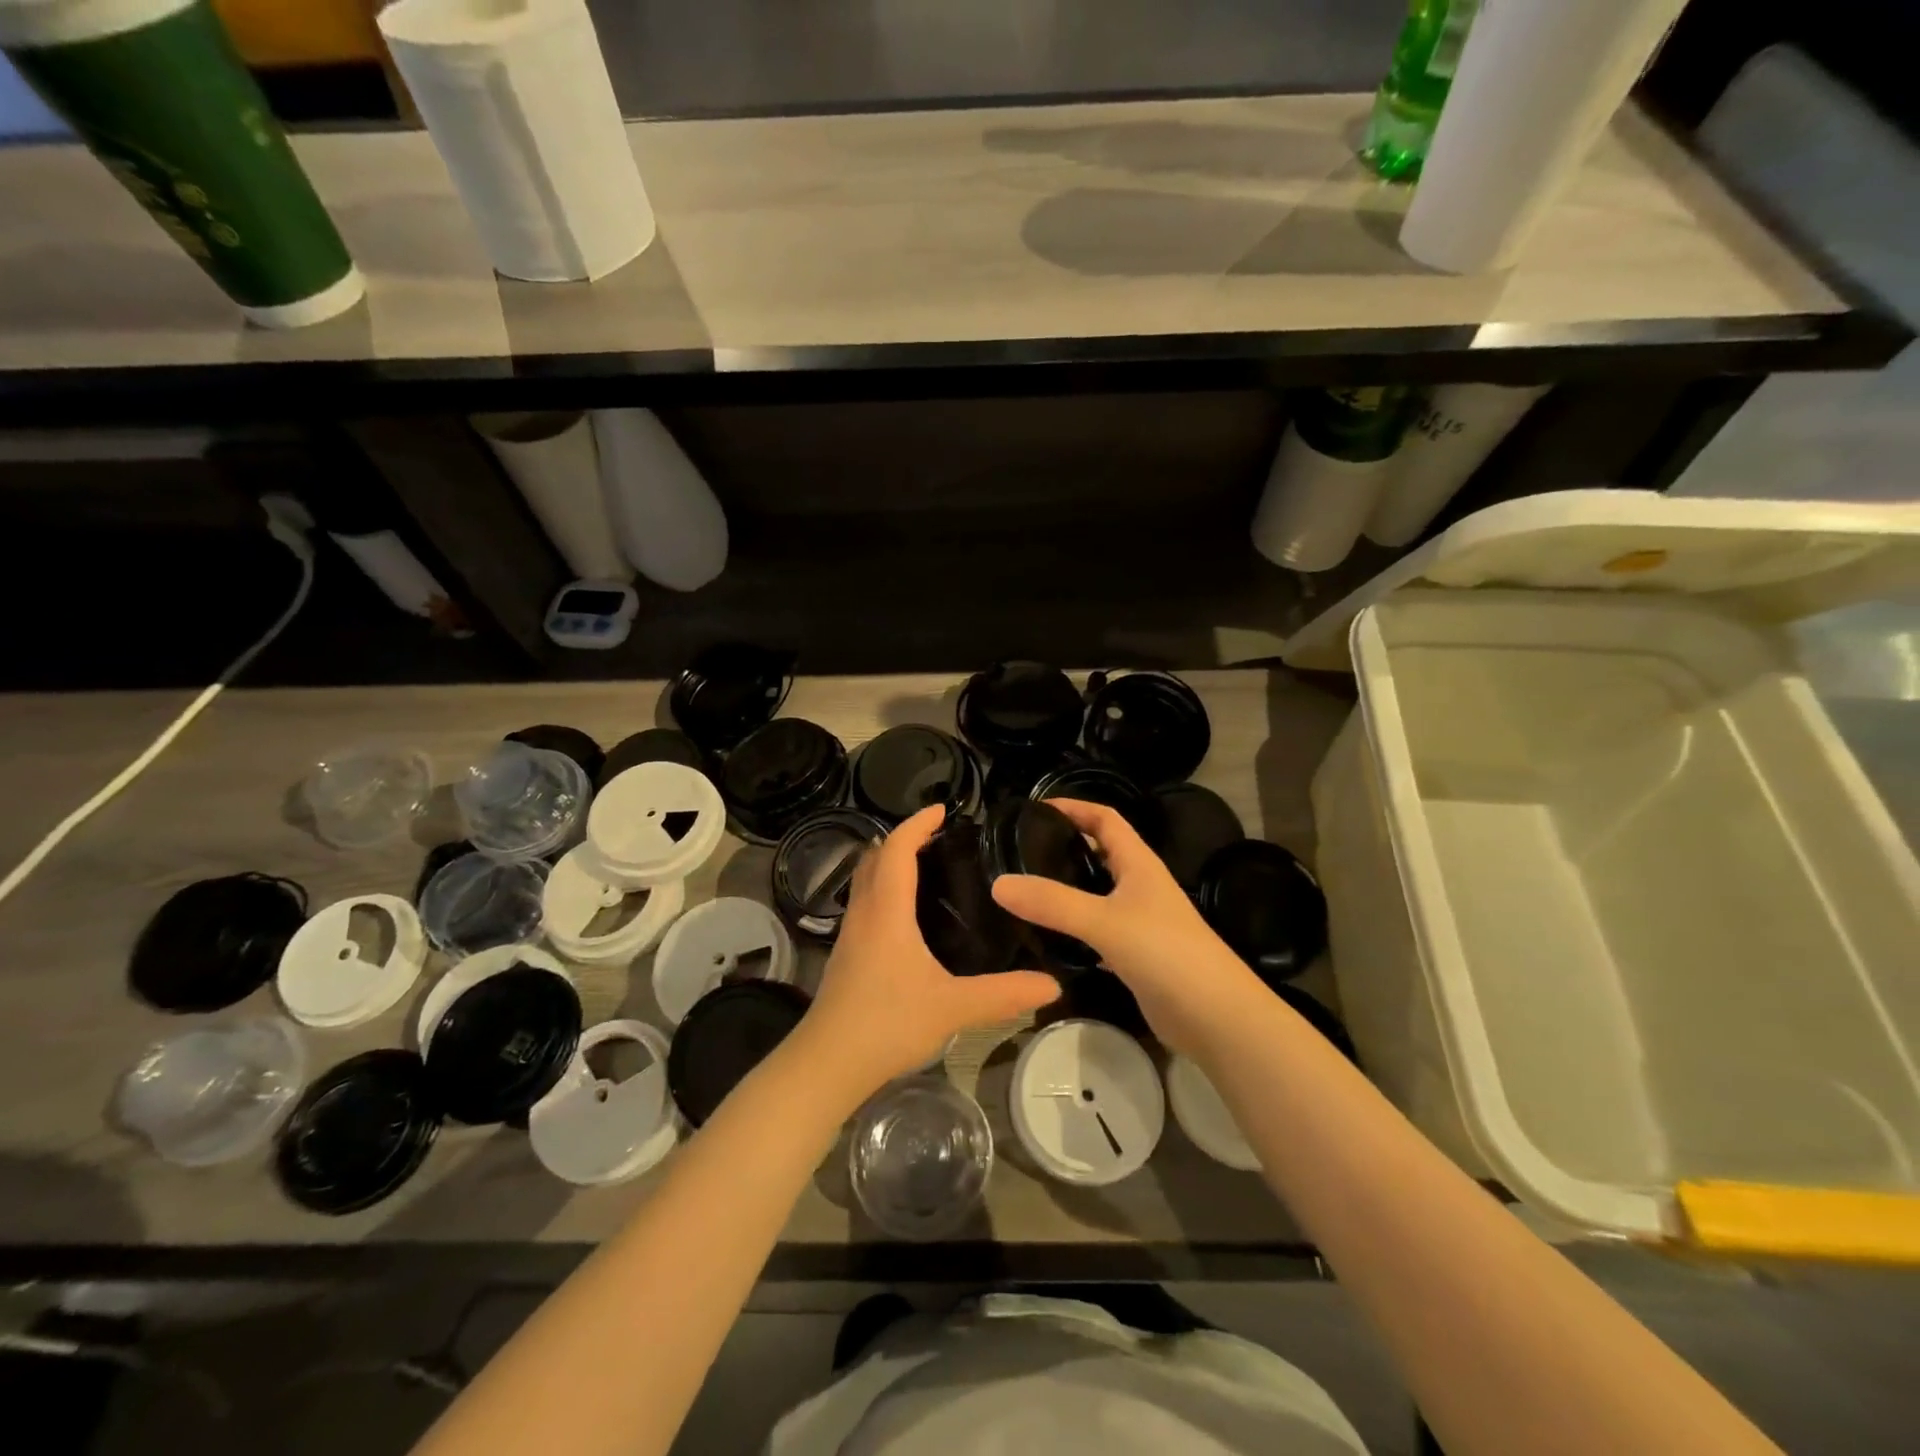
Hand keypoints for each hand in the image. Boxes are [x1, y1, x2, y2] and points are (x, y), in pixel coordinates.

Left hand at [797, 805, 1060, 1099]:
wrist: (827, 1063)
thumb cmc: (886, 1023)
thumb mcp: (952, 1008)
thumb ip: (1003, 994)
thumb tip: (1052, 985)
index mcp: (887, 910)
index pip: (897, 848)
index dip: (917, 823)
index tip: (944, 809)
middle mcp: (865, 912)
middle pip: (876, 856)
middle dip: (903, 838)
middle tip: (940, 837)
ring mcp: (851, 933)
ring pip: (867, 879)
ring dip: (891, 862)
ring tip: (929, 867)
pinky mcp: (847, 954)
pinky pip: (866, 902)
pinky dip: (885, 889)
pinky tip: (909, 915)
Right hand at [991, 798, 1266, 1053]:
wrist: (1216, 1016)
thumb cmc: (1166, 953)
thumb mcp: (1104, 921)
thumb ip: (1053, 902)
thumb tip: (998, 883)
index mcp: (1139, 864)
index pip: (1105, 819)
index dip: (1075, 806)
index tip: (1036, 807)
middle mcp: (1140, 886)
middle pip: (1101, 853)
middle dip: (1065, 846)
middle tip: (1019, 851)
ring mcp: (1139, 922)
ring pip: (1097, 894)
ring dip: (1067, 888)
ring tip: (1025, 890)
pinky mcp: (1135, 955)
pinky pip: (1097, 931)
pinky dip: (1074, 928)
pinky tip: (1047, 937)